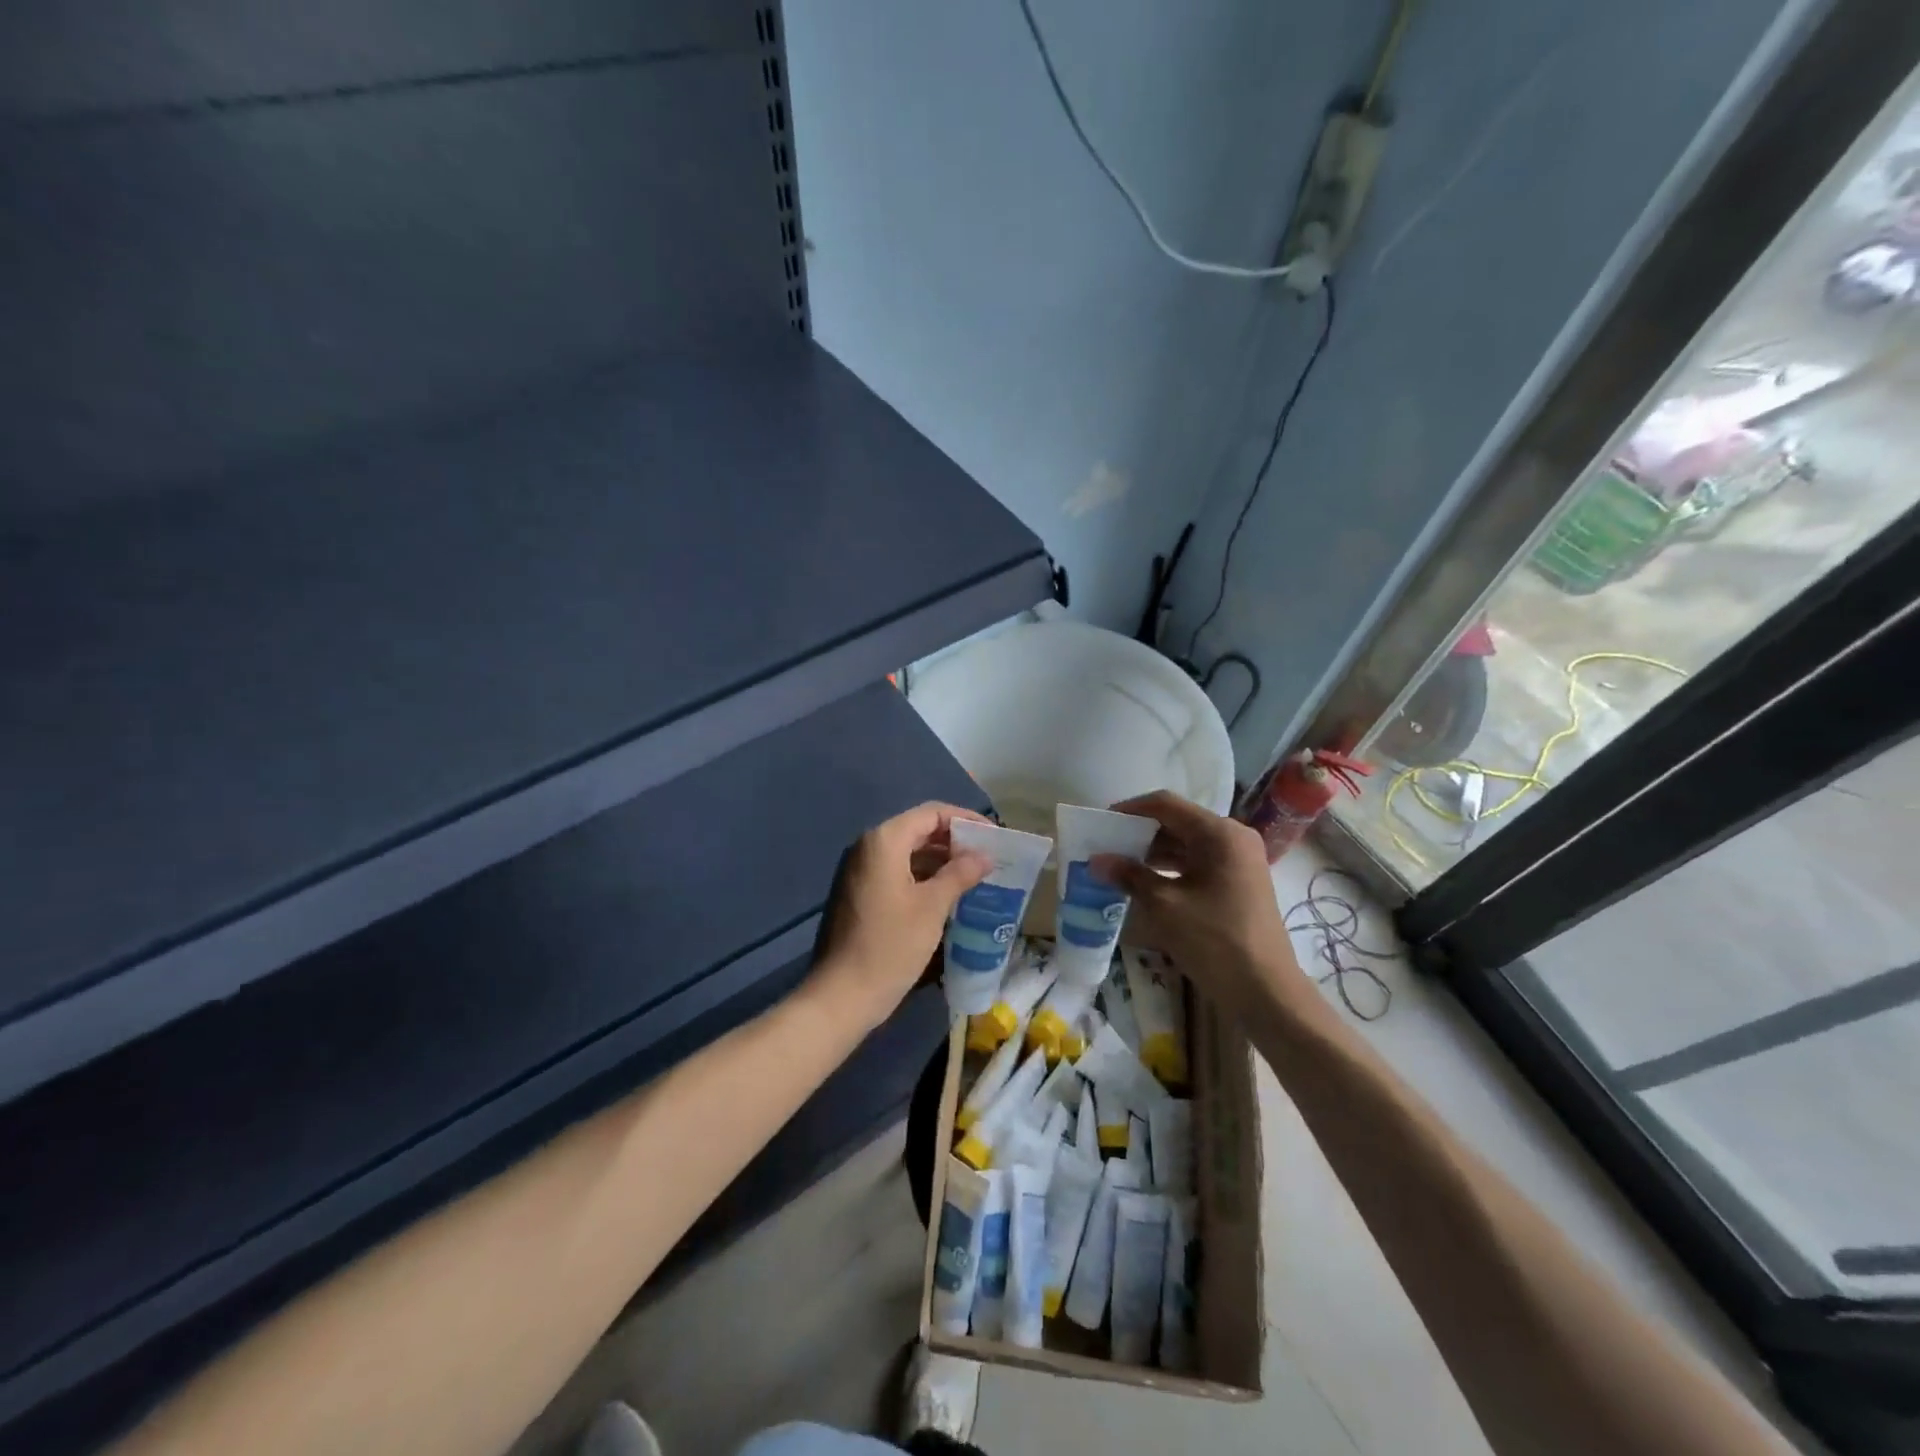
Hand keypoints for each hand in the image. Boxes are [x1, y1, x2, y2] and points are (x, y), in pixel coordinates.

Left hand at [807, 802, 992, 1030]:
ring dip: (940, 860)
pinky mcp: (859, 893)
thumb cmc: (889, 946)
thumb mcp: (931, 908)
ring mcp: (860, 871)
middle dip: (954, 841)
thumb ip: (960, 874)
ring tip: (974, 876)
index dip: (965, 820)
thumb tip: (985, 855)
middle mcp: (868, 847)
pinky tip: (948, 894)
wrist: (841, 996)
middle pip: (918, 830)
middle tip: (988, 857)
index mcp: (884, 841)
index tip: (994, 837)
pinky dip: (923, 876)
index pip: (931, 813)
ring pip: (908, 852)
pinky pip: (896, 872)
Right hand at [1089, 791, 1307, 1019]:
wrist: (1266, 992)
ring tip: (1118, 865)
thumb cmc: (1215, 941)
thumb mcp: (1165, 906)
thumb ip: (1129, 876)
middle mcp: (1233, 838)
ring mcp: (1238, 861)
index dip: (1130, 810)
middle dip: (1139, 833)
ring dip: (1152, 852)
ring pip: (1187, 844)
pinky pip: (1197, 863)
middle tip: (1105, 846)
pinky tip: (1144, 883)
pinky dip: (1170, 868)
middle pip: (1177, 822)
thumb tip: (1096, 860)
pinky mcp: (1237, 882)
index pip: (1166, 805)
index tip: (1100, 823)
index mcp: (1220, 833)